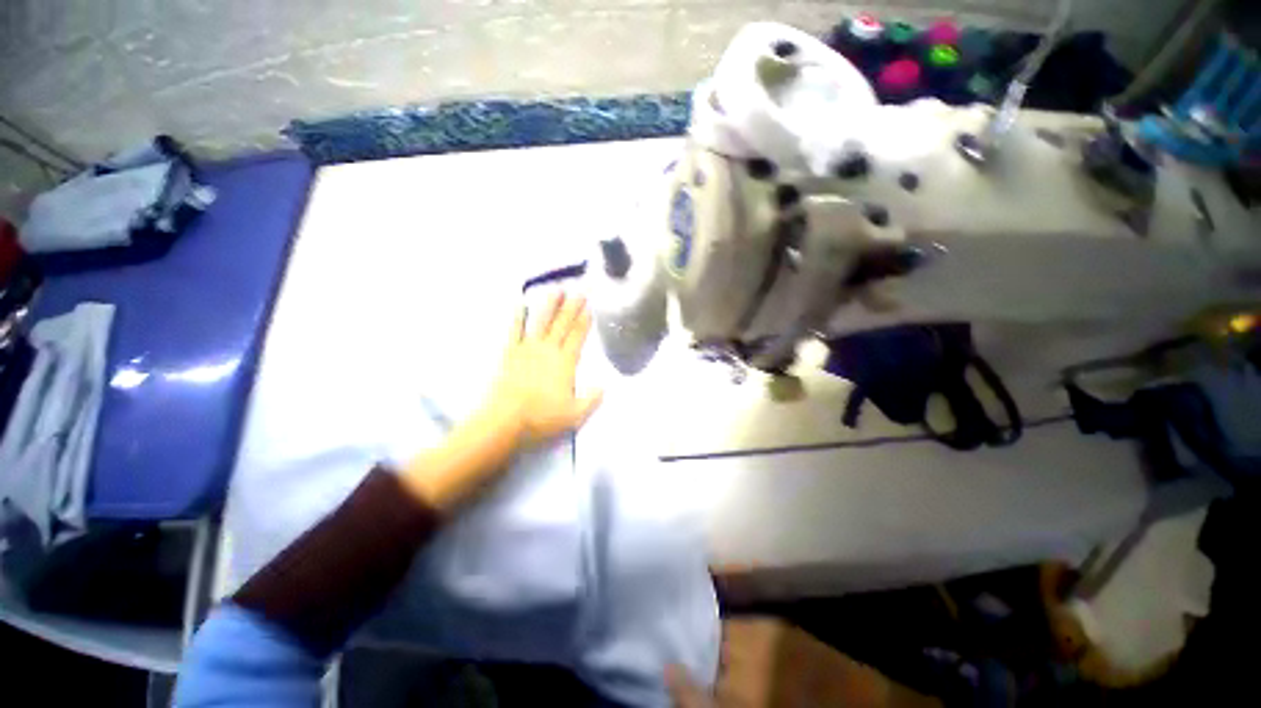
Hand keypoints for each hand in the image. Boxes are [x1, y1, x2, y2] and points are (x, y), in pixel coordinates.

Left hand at [484, 292, 602, 446]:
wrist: (504, 421)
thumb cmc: (542, 418)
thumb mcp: (574, 415)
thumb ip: (591, 400)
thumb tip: (603, 387)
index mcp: (565, 363)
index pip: (578, 337)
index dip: (584, 322)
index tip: (589, 307)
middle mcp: (548, 351)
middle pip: (562, 325)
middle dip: (572, 307)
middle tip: (579, 291)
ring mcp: (527, 350)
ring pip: (541, 322)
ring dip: (550, 306)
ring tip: (557, 290)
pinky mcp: (510, 353)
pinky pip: (515, 331)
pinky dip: (518, 317)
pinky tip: (520, 305)